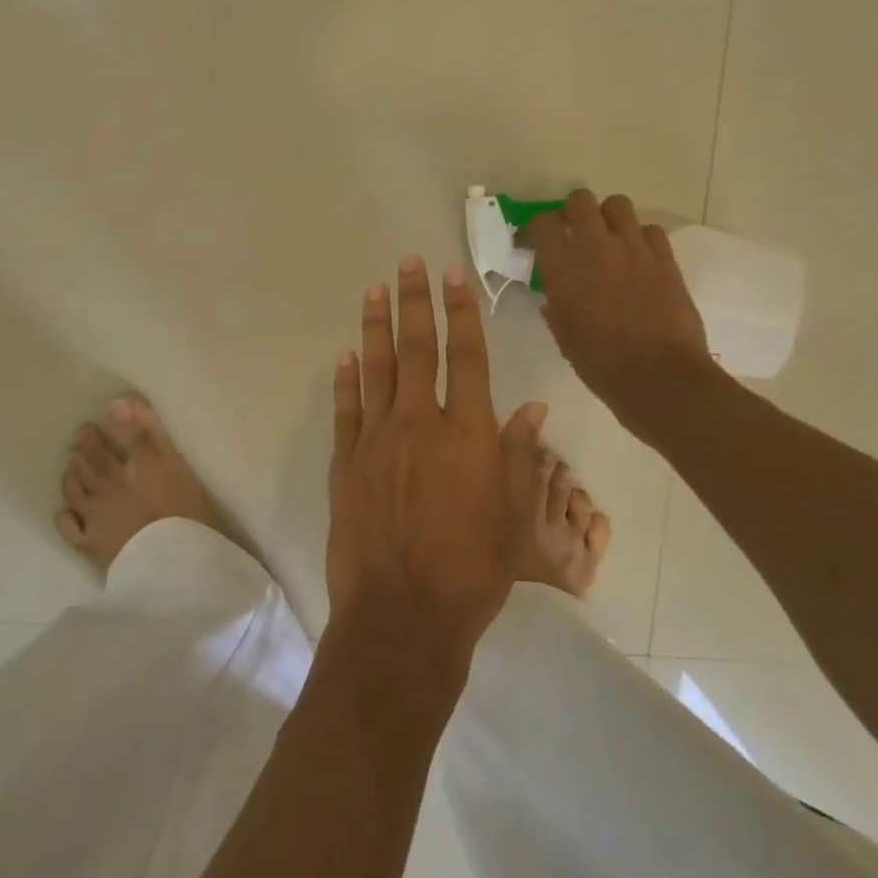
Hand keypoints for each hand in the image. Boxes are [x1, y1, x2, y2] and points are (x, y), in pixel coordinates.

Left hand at [327, 257, 546, 663]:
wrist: (403, 614)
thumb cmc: (471, 571)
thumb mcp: (515, 519)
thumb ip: (521, 458)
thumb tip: (531, 410)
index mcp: (468, 434)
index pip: (467, 357)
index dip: (462, 313)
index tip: (454, 276)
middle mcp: (420, 424)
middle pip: (418, 350)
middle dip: (415, 302)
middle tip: (408, 264)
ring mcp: (376, 441)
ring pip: (377, 370)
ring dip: (375, 327)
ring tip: (373, 291)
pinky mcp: (345, 463)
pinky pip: (345, 411)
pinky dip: (346, 381)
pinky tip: (345, 356)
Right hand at [527, 190, 717, 430]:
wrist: (658, 376)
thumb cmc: (600, 363)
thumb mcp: (563, 336)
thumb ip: (555, 307)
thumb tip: (553, 296)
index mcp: (562, 266)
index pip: (542, 222)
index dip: (536, 227)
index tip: (534, 242)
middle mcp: (595, 246)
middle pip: (580, 199)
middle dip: (573, 212)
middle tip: (573, 233)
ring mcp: (634, 248)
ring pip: (618, 204)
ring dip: (608, 217)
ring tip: (608, 239)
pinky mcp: (665, 257)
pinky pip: (650, 230)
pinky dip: (641, 238)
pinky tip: (638, 258)